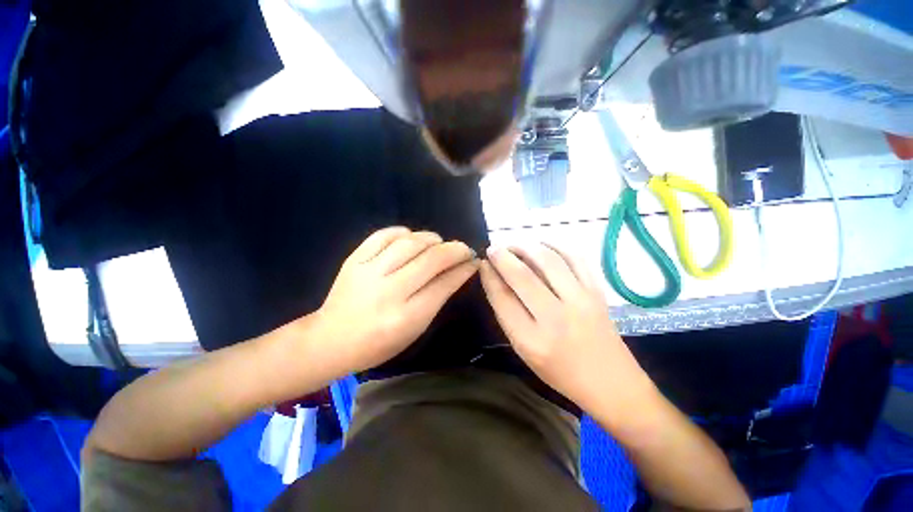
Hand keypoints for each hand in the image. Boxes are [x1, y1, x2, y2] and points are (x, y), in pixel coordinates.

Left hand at [315, 227, 478, 373]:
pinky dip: (403, 232)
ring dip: (432, 239)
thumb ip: (438, 298)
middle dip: (455, 250)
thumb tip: (459, 271)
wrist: (331, 339)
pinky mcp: (354, 260)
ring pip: (410, 242)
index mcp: (407, 317)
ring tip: (439, 243)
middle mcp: (389, 292)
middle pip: (431, 259)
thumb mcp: (415, 328)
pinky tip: (411, 237)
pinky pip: (383, 235)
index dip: (463, 269)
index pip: (444, 284)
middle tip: (463, 249)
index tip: (474, 260)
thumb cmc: (379, 343)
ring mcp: (368, 272)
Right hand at [479, 244, 654, 412]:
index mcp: (532, 340)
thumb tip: (495, 280)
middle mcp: (556, 318)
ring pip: (548, 261)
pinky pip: (575, 258)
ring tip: (514, 246)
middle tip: (493, 249)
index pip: (502, 298)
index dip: (489, 276)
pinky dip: (555, 246)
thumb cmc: (560, 371)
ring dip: (526, 247)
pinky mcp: (597, 292)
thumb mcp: (524, 351)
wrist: (611, 382)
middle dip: (502, 256)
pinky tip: (542, 246)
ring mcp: (581, 302)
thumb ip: (507, 315)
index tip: (483, 264)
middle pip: (522, 276)